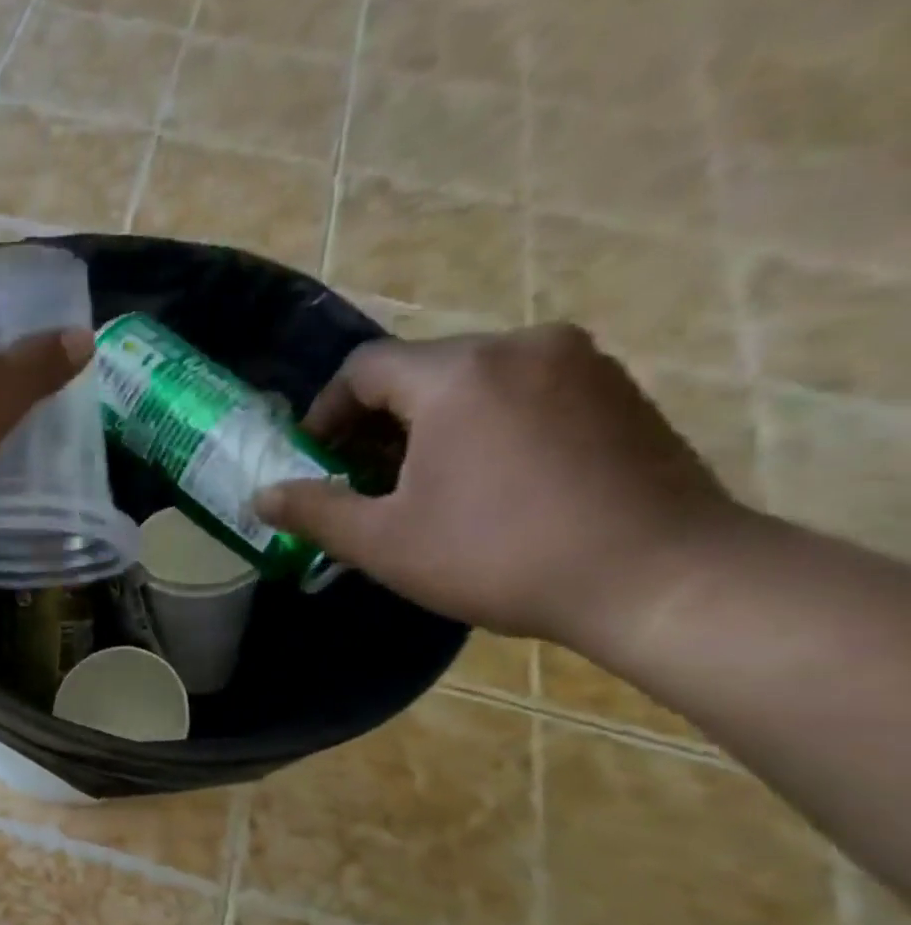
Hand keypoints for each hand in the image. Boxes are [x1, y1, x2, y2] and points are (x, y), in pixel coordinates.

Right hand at [254, 325, 745, 646]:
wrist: (663, 578)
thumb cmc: (501, 556)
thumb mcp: (385, 543)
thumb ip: (315, 511)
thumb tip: (260, 496)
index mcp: (457, 375)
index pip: (364, 368)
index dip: (325, 412)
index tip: (315, 461)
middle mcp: (519, 346)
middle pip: (419, 370)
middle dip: (377, 422)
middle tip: (363, 481)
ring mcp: (579, 363)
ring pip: (473, 380)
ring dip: (431, 424)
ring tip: (423, 485)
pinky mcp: (619, 390)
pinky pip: (525, 391)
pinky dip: (487, 424)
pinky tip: (490, 481)